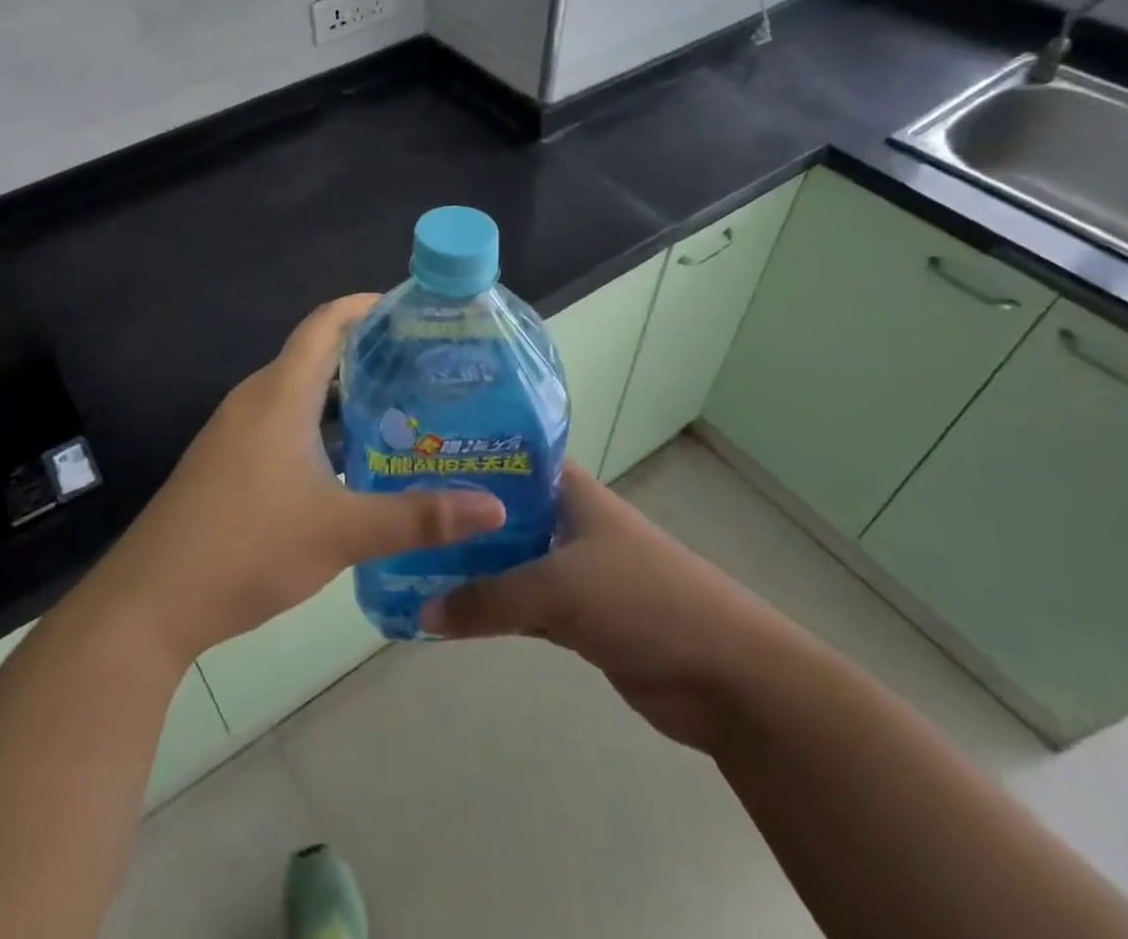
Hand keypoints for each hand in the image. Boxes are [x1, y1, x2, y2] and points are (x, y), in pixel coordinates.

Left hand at [83, 295, 505, 666]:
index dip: (365, 306)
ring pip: (298, 393)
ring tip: (400, 411)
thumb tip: (495, 507)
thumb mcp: (341, 532)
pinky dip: (320, 425)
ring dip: (344, 395)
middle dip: (367, 353)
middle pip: (315, 354)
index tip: (412, 310)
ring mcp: (234, 432)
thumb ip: (418, 517)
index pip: (325, 323)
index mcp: (279, 393)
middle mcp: (254, 399)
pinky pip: (281, 423)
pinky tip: (352, 463)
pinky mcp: (226, 462)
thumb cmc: (247, 546)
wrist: (151, 600)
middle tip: (425, 368)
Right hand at [422, 462, 792, 751]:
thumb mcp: (558, 588)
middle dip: (459, 514)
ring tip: (412, 558)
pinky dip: (492, 608)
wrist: (727, 676)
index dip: (467, 452)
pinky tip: (450, 611)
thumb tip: (421, 611)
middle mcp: (569, 521)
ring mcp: (574, 569)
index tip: (416, 455)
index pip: (510, 455)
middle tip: (400, 513)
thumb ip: (488, 599)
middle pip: (503, 509)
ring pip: (510, 560)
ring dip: (472, 565)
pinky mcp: (578, 616)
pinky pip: (522, 604)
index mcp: (571, 491)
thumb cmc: (644, 600)